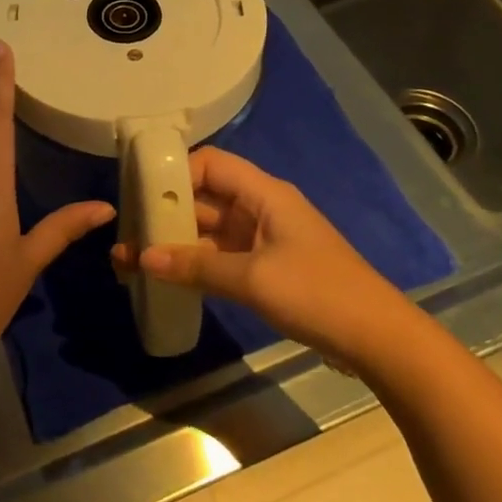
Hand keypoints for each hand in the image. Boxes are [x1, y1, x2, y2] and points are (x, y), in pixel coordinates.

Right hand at [111, 146, 401, 365]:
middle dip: (166, 213)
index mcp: (264, 194)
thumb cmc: (316, 293)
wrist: (376, 338)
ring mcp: (263, 239)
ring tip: (131, 259)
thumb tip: (142, 257)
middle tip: (125, 233)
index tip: (139, 194)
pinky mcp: (265, 268)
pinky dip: (194, 263)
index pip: (211, 164)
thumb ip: (196, 266)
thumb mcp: (252, 278)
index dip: (175, 173)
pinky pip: (221, 256)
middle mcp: (260, 208)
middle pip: (205, 197)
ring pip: (210, 230)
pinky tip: (164, 277)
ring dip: (175, 242)